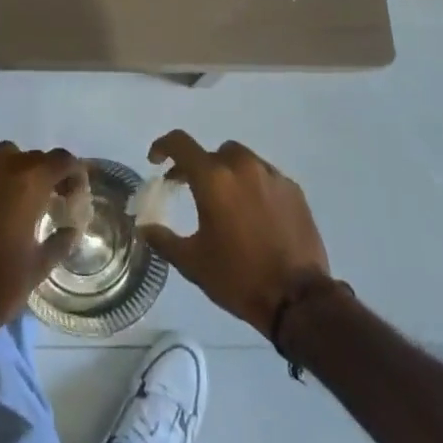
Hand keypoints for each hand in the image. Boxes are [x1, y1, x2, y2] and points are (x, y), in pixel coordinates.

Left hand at [0, 142, 87, 343]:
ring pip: (5, 157)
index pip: (60, 159)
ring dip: (21, 171)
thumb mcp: (39, 267)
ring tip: (26, 202)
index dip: (74, 172)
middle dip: (48, 172)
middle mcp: (1, 170)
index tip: (77, 194)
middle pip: (34, 156)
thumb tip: (72, 230)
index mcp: (27, 183)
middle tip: (55, 199)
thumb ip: (60, 242)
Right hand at [138, 130, 331, 335]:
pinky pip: (265, 176)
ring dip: (228, 174)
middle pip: (214, 152)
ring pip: (242, 160)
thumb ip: (163, 239)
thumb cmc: (238, 277)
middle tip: (192, 189)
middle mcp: (242, 166)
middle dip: (199, 167)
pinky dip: (253, 186)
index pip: (181, 144)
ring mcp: (271, 175)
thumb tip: (145, 226)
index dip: (163, 146)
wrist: (298, 298)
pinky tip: (254, 214)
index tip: (156, 161)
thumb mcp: (192, 263)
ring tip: (226, 203)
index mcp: (213, 179)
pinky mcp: (293, 189)